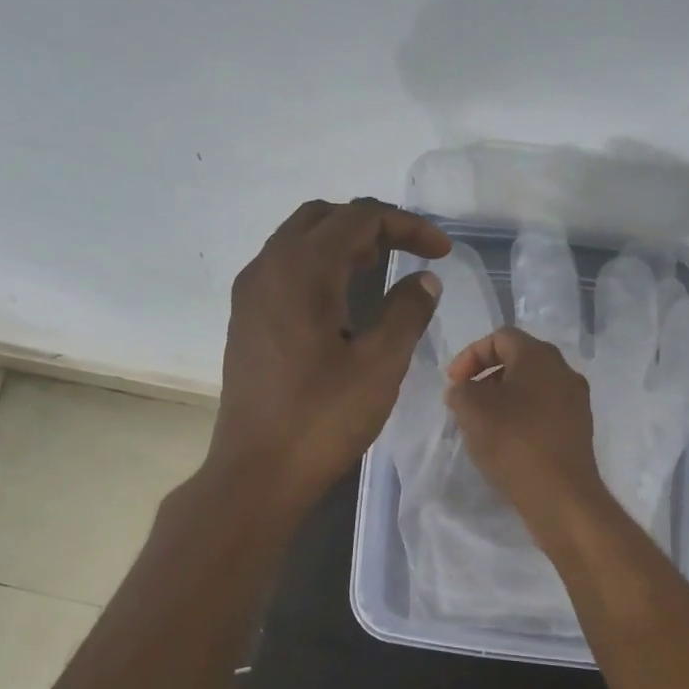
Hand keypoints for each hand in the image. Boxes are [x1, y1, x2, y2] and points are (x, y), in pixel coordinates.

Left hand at [210, 198, 448, 515]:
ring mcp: (251, 293)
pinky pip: (285, 269)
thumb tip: (424, 281)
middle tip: (411, 254)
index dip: (407, 225)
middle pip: (324, 217)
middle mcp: (268, 267)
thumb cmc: (323, 419)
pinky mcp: (246, 319)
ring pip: (300, 241)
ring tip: (383, 272)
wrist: (257, 471)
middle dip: (373, 226)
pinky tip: (344, 301)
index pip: (359, 217)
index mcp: (302, 269)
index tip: (442, 252)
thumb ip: (408, 312)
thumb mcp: (380, 365)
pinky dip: (320, 266)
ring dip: (344, 244)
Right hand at [445, 327, 610, 539]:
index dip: (470, 355)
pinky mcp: (579, 429)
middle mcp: (564, 371)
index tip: (453, 383)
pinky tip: (507, 441)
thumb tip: (465, 390)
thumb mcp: (470, 408)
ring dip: (504, 398)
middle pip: (519, 360)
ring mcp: (576, 401)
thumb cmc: (513, 441)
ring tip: (483, 423)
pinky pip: (544, 410)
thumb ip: (460, 390)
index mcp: (539, 355)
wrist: (560, 494)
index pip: (500, 337)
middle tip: (465, 400)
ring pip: (532, 387)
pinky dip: (522, 416)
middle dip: (487, 376)